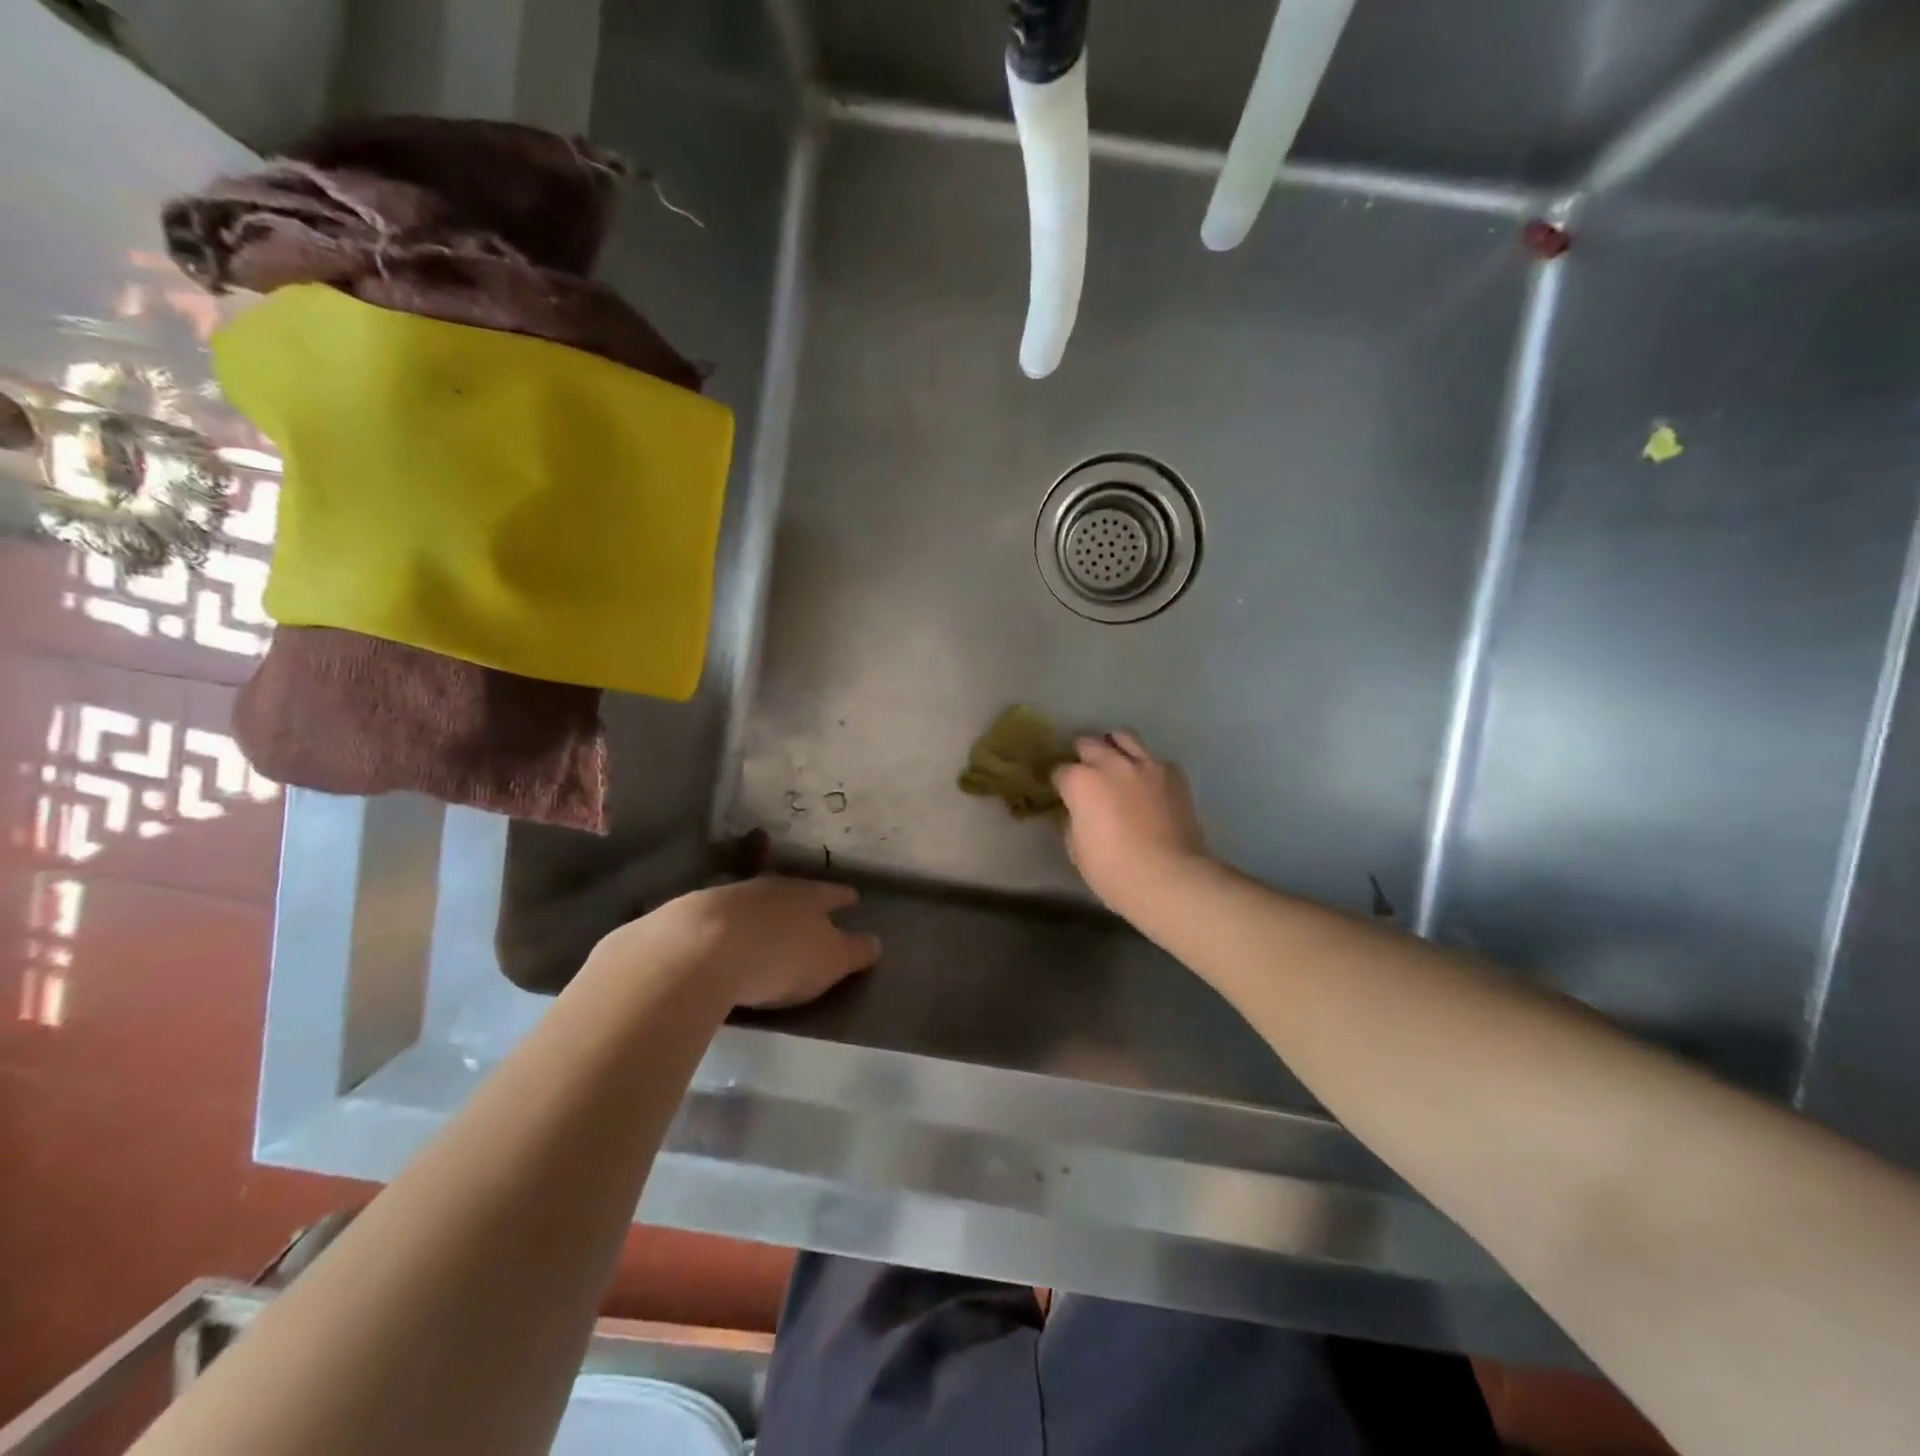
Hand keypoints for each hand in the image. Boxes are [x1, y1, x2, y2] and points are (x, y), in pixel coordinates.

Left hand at [616, 877, 880, 1010]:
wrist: (698, 950)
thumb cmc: (778, 956)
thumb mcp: (829, 961)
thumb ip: (853, 952)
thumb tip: (875, 943)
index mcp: (808, 896)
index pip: (832, 894)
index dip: (844, 897)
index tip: (853, 898)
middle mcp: (770, 888)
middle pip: (791, 890)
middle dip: (800, 899)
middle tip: (808, 909)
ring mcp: (728, 897)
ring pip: (753, 900)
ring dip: (761, 911)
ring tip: (764, 924)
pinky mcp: (691, 916)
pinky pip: (719, 917)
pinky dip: (726, 926)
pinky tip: (723, 938)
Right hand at [1054, 731, 1210, 917]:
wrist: (1170, 877)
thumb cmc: (1114, 871)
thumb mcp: (1077, 850)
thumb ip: (1074, 821)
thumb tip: (1080, 812)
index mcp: (1080, 782)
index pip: (1060, 771)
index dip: (1060, 783)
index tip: (1063, 794)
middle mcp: (1111, 763)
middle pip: (1088, 743)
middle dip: (1082, 755)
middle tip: (1085, 773)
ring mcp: (1145, 764)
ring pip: (1123, 736)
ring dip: (1114, 747)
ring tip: (1115, 762)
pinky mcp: (1173, 773)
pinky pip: (1154, 759)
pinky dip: (1147, 767)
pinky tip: (1148, 784)